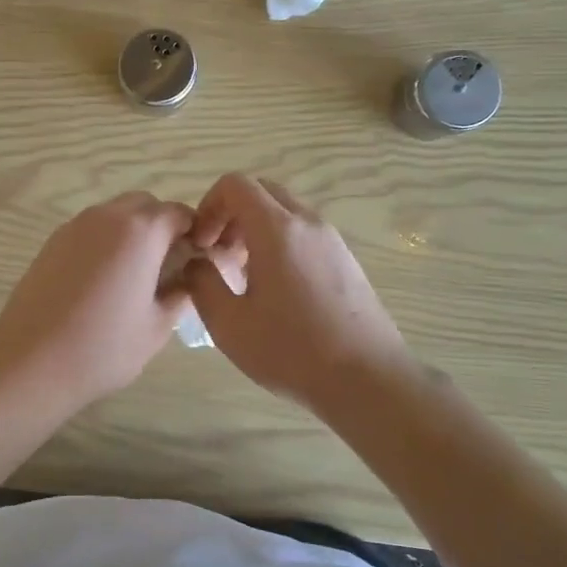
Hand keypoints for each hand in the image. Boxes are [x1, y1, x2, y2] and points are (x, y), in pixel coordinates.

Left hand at [0, 192, 197, 405]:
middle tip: (167, 265)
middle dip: (161, 226)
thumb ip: (180, 293)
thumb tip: (188, 276)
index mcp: (140, 232)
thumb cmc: (103, 348)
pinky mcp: (52, 241)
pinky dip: (106, 241)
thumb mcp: (157, 326)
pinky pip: (90, 229)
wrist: (30, 362)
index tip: (196, 259)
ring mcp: (75, 226)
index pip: (178, 213)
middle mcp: (107, 217)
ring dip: (132, 231)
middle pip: (145, 205)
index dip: (193, 232)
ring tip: (134, 274)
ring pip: (115, 213)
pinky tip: (103, 280)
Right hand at [184, 174, 415, 405]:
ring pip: (285, 213)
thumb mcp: (230, 324)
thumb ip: (202, 284)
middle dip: (232, 215)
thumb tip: (197, 263)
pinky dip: (281, 244)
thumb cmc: (293, 351)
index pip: (235, 184)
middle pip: (262, 192)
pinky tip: (276, 292)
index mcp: (277, 228)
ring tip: (244, 277)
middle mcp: (307, 222)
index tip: (201, 244)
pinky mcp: (347, 260)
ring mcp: (332, 240)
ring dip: (256, 230)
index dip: (208, 205)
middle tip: (219, 255)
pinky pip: (304, 234)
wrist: (369, 381)